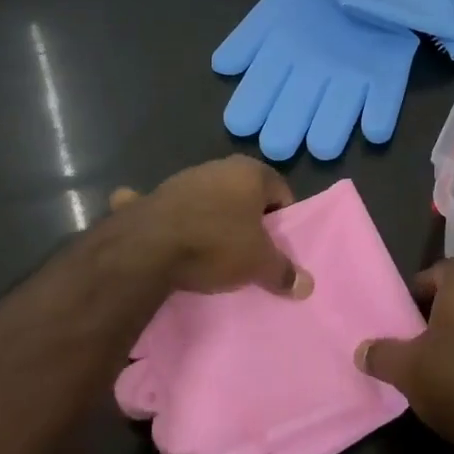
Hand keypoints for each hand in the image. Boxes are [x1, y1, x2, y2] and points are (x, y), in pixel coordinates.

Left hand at [109, 156, 313, 297]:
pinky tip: (165, 239)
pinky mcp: (152, 196)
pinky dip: (170, 219)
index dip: (282, 220)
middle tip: (249, 251)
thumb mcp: (258, 264)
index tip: (276, 246)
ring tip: (211, 253)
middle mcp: (217, 167)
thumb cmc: (215, 245)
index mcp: (249, 172)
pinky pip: (168, 208)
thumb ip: (283, 272)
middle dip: (247, 219)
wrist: (146, 249)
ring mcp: (181, 179)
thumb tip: (307, 286)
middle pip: (243, 194)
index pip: (280, 192)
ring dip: (212, 219)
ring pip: (208, 199)